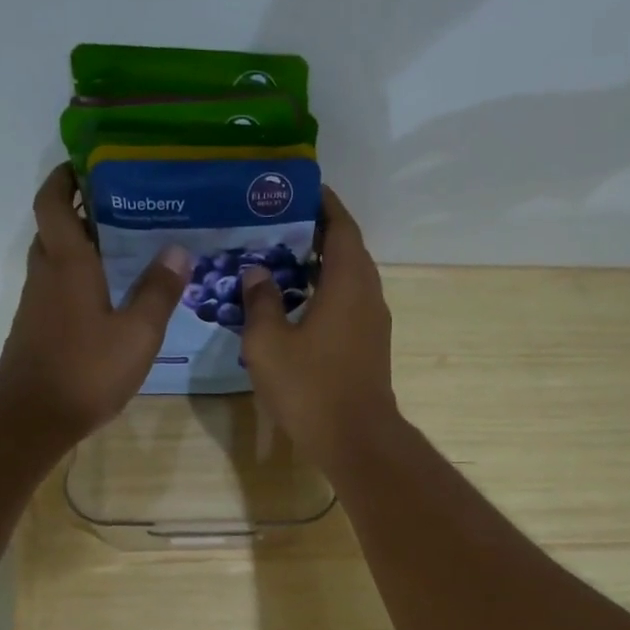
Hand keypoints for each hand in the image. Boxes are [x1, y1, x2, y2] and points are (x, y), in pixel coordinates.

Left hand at [0, 164, 190, 437]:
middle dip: (80, 212)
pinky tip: (110, 300)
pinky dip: (79, 281)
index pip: (54, 202)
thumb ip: (158, 292)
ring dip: (81, 249)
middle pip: (54, 228)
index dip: (65, 178)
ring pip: (56, 261)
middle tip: (120, 210)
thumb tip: (177, 251)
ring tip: (123, 252)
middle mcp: (47, 274)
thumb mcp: (138, 333)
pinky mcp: (38, 329)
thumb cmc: (87, 369)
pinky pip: (58, 290)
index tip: (87, 165)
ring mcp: (38, 304)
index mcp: (68, 263)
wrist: (34, 415)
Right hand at [240, 188, 399, 468]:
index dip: (321, 203)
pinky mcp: (369, 347)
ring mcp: (373, 323)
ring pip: (348, 280)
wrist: (356, 440)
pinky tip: (295, 305)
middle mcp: (368, 294)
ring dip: (320, 266)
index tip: (296, 189)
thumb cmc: (311, 388)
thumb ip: (260, 301)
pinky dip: (325, 294)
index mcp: (348, 281)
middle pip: (346, 249)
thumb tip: (256, 272)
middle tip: (276, 225)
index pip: (340, 225)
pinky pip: (348, 305)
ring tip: (280, 261)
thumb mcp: (268, 343)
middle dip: (315, 233)